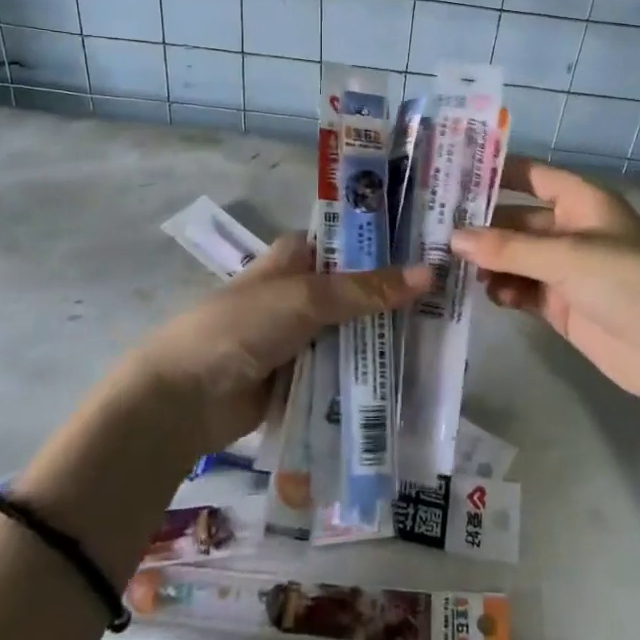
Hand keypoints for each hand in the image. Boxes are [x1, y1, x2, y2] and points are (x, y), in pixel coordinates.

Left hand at [126, 233, 430, 456]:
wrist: (184, 398)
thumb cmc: (242, 326)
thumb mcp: (307, 298)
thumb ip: (367, 290)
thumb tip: (430, 274)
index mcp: (299, 256)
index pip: (355, 241)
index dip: (393, 244)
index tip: (439, 249)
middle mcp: (304, 289)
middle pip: (361, 289)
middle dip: (399, 297)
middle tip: (455, 301)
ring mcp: (304, 335)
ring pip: (357, 331)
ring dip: (388, 339)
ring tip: (446, 340)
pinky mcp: (303, 375)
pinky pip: (346, 369)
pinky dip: (370, 373)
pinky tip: (412, 378)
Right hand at [454, 160, 639, 408]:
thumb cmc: (626, 282)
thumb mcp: (566, 256)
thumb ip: (508, 247)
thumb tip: (455, 238)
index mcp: (580, 201)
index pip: (530, 175)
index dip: (495, 172)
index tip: (452, 174)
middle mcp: (571, 229)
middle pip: (517, 219)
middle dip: (482, 225)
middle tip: (436, 230)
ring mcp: (566, 269)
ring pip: (515, 256)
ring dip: (490, 261)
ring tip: (454, 267)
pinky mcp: (562, 305)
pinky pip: (523, 289)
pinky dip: (505, 290)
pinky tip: (489, 295)